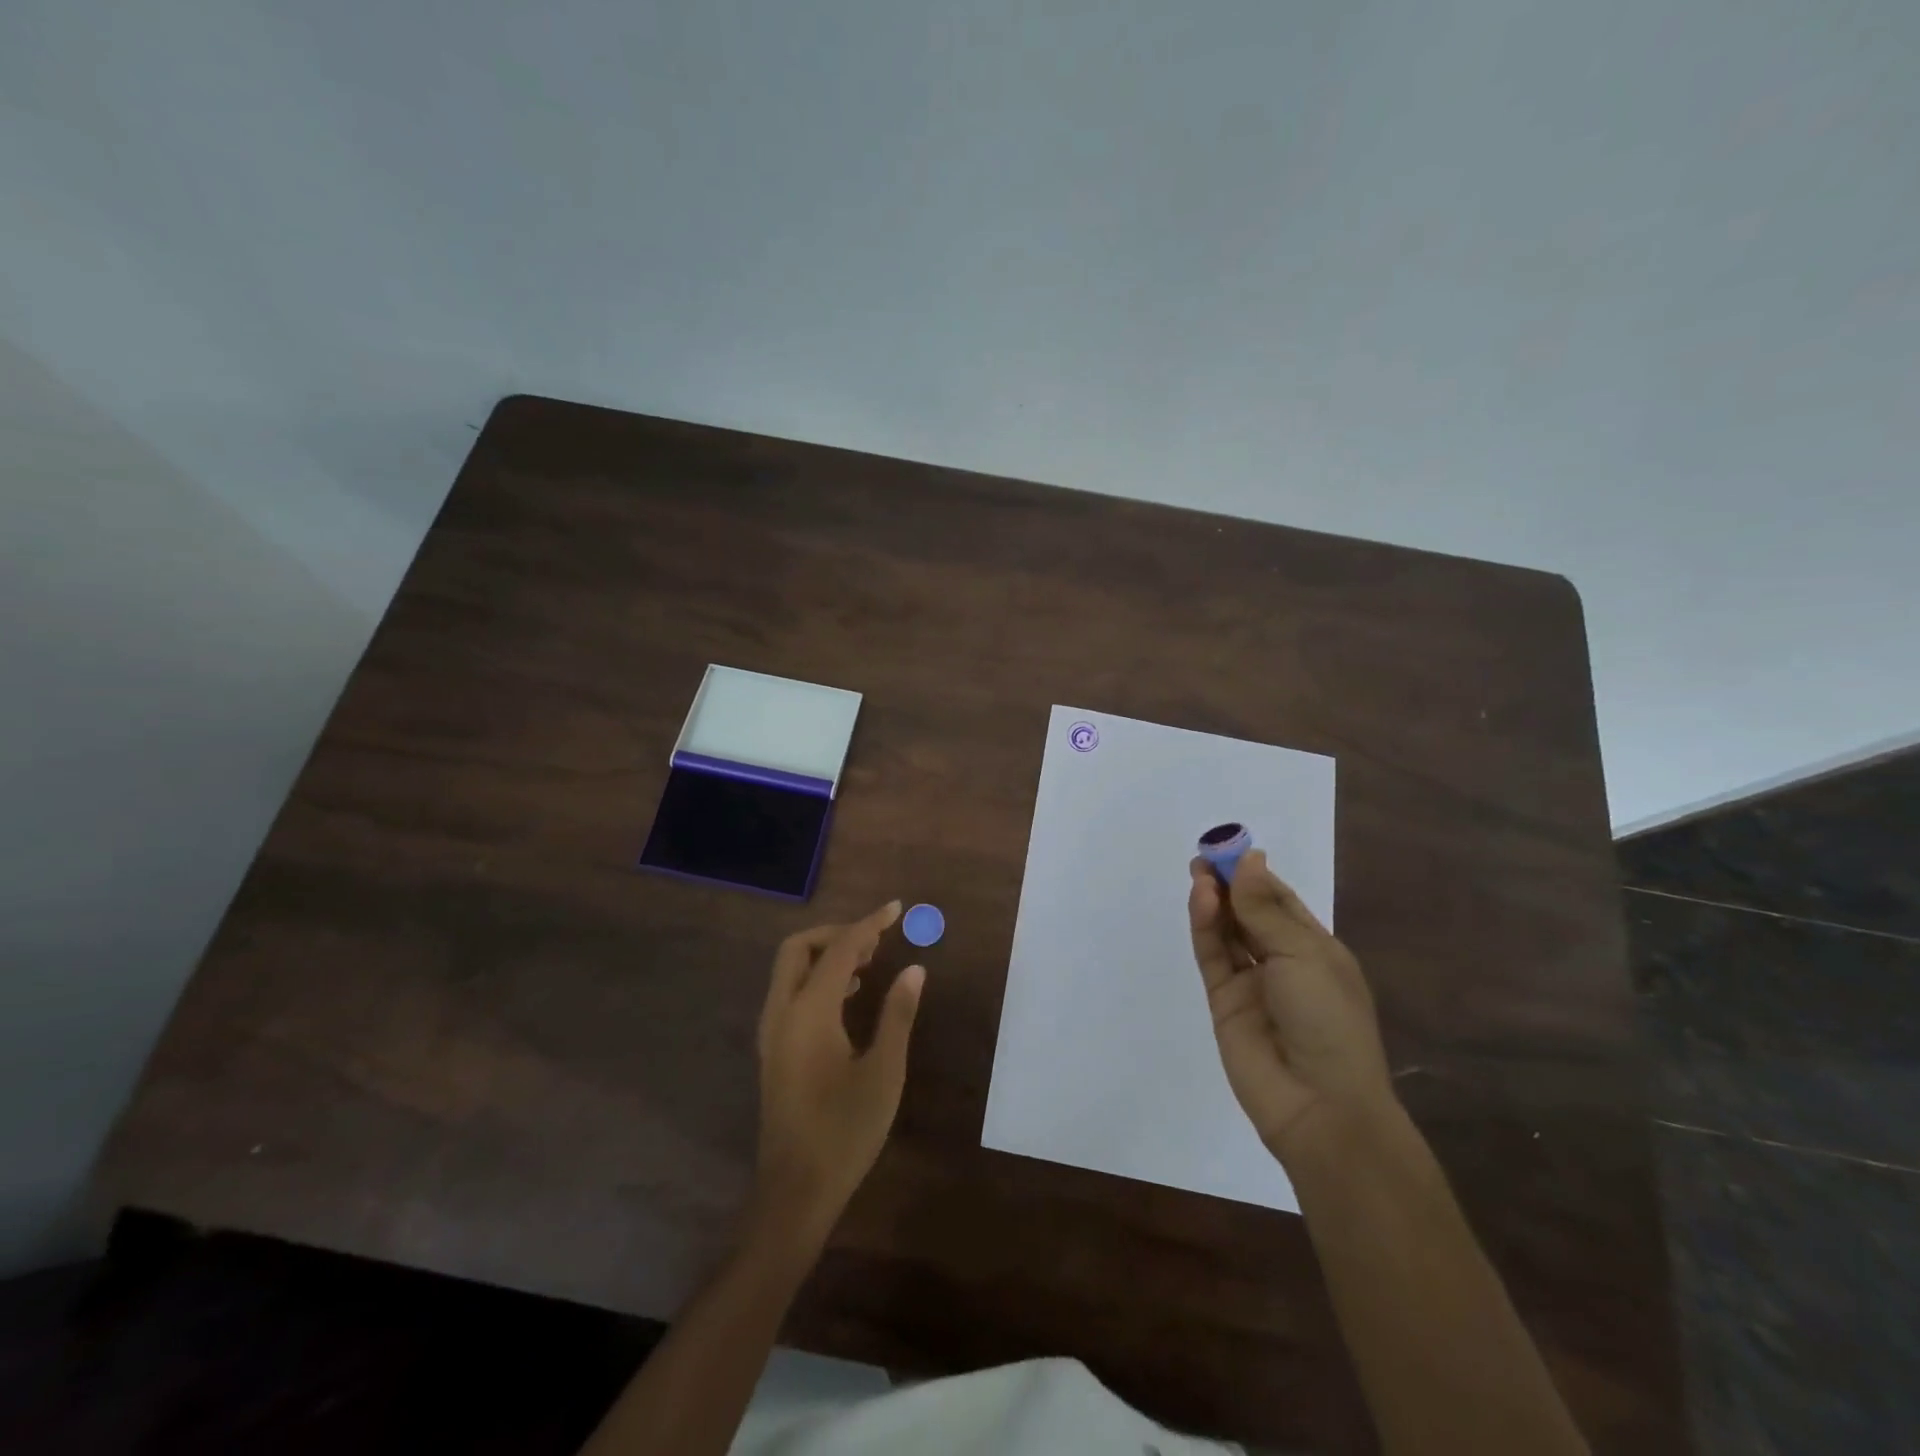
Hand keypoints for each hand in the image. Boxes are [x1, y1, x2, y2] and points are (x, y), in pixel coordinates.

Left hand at [752, 901, 924, 1243]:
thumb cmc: (845, 1131)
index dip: (869, 924)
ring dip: (826, 956)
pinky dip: (817, 979)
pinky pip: (790, 994)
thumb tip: (915, 969)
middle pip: (798, 949)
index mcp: (808, 1012)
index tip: (896, 908)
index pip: (840, 950)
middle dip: (836, 934)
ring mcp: (772, 1033)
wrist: (795, 1191)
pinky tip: (850, 998)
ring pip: (790, 971)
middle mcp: (782, 1013)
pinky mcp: (774, 1050)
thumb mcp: (884, 1071)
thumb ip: (898, 1014)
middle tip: (876, 940)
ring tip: (870, 963)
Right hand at [1188, 850, 1393, 1166]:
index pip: (1280, 902)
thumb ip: (1266, 909)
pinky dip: (1205, 927)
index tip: (1231, 848)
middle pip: (1249, 913)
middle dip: (1230, 884)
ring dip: (1215, 901)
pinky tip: (1202, 900)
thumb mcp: (1304, 955)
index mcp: (1316, 950)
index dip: (1256, 875)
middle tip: (1205, 856)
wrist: (1319, 1104)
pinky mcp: (1224, 1001)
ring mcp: (1251, 983)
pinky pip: (1212, 955)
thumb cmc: (1329, 1020)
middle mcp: (1283, 962)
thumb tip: (1251, 860)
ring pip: (1227, 931)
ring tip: (1199, 871)